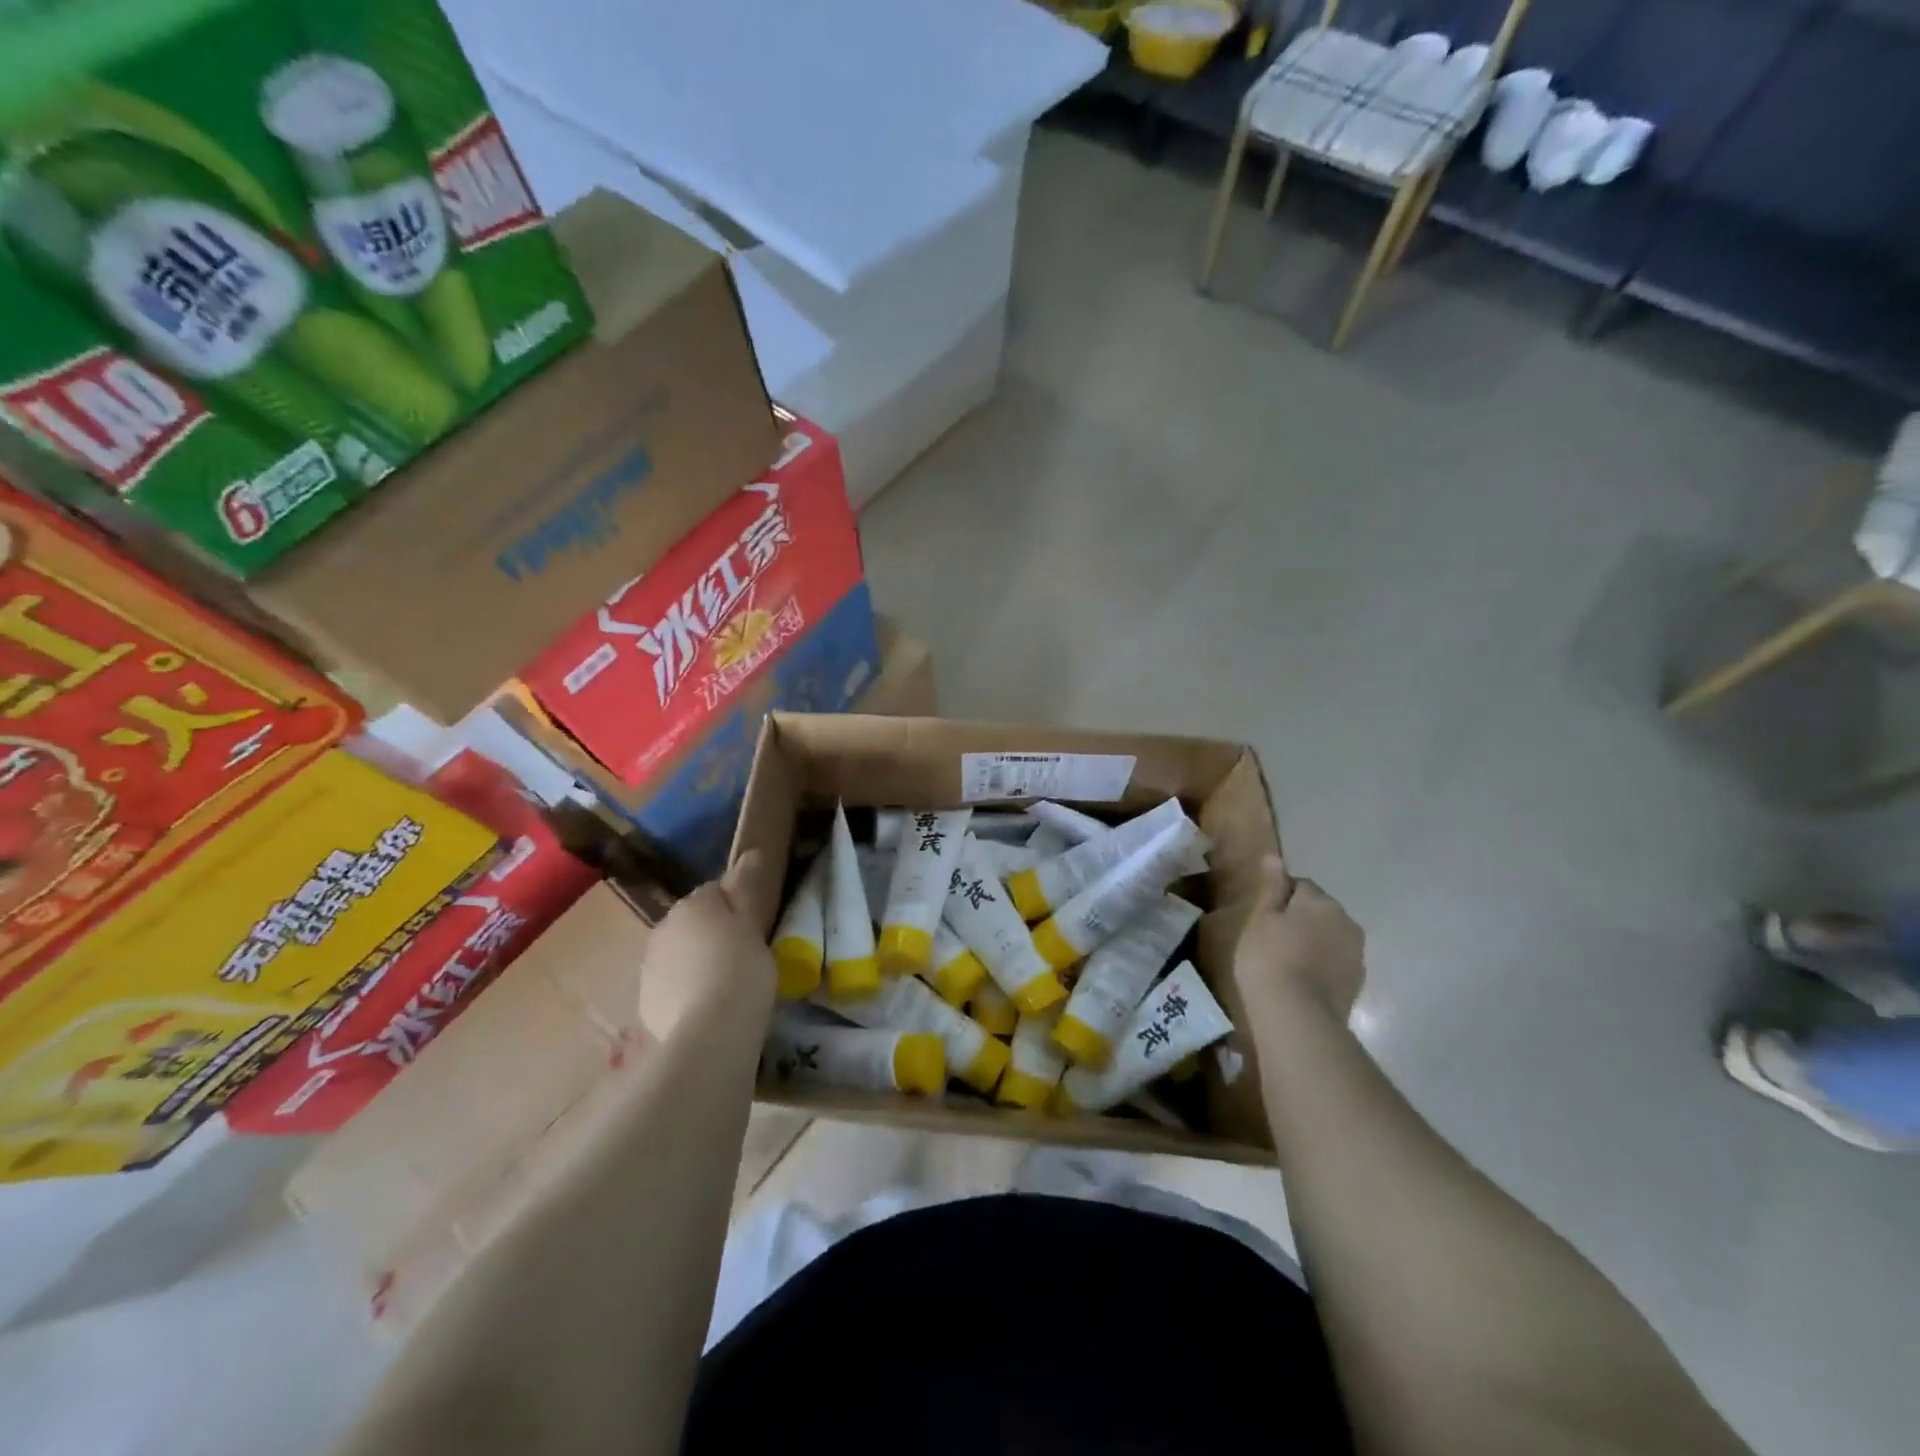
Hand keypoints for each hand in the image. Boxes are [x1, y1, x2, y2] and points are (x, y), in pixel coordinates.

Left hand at [637, 852, 775, 1037]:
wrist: (709, 1033)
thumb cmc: (741, 969)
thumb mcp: (753, 926)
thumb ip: (747, 889)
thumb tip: (750, 853)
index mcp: (692, 904)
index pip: (715, 892)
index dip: (736, 908)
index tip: (754, 929)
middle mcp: (664, 927)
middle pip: (693, 923)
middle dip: (712, 935)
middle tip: (743, 958)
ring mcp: (649, 966)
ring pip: (679, 955)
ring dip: (697, 963)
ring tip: (726, 988)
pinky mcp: (645, 1002)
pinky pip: (671, 987)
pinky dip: (686, 993)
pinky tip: (707, 1009)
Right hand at [1232, 855, 1364, 1023]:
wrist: (1297, 1015)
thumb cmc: (1269, 957)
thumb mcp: (1260, 918)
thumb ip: (1271, 887)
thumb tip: (1274, 856)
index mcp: (1321, 901)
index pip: (1300, 886)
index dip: (1280, 898)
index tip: (1263, 917)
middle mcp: (1346, 921)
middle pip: (1320, 911)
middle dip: (1301, 919)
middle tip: (1272, 938)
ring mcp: (1356, 953)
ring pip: (1330, 937)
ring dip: (1314, 942)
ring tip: (1287, 962)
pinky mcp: (1357, 981)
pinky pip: (1336, 962)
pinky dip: (1322, 965)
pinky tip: (1302, 980)